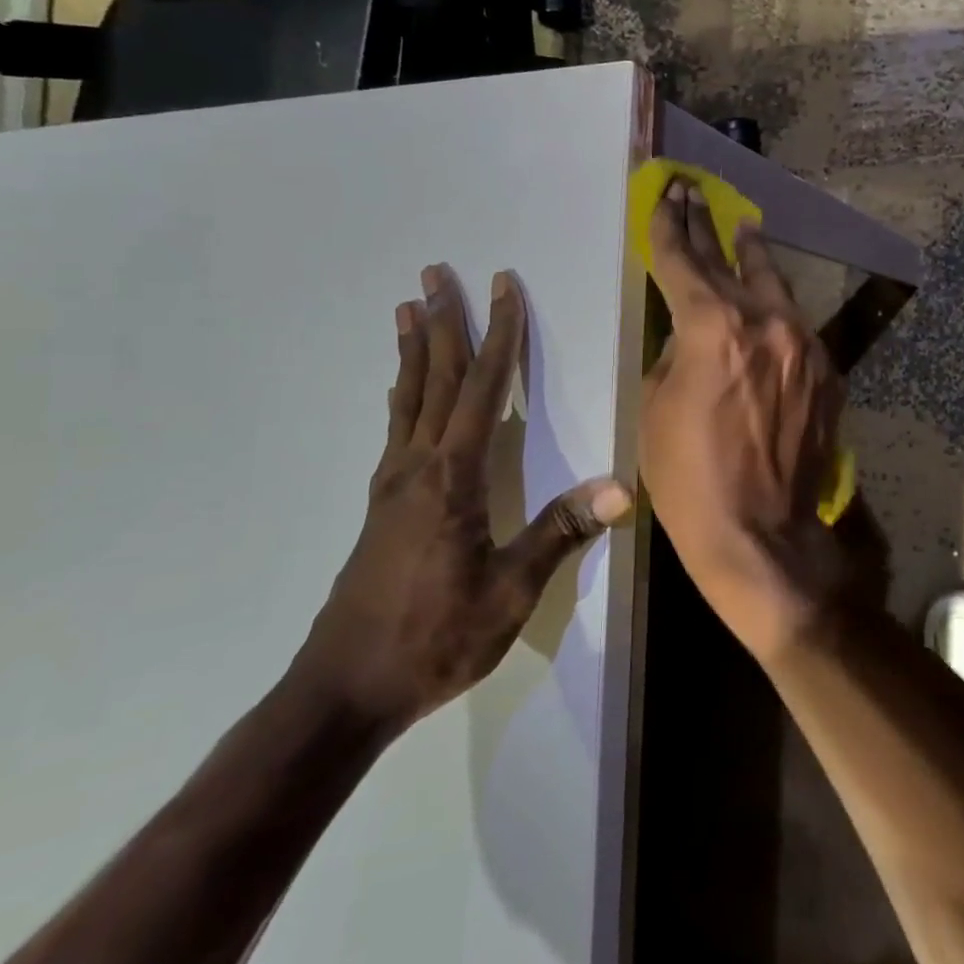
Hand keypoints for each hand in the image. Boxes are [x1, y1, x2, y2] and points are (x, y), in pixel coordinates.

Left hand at [296, 265, 631, 733]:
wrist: (344, 690)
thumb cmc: (435, 638)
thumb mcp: (510, 593)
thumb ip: (561, 532)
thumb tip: (620, 487)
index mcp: (453, 477)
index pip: (482, 388)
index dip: (498, 334)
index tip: (501, 287)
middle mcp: (417, 466)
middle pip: (435, 378)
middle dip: (441, 322)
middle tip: (434, 273)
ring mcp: (392, 484)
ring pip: (407, 398)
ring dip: (413, 350)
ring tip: (407, 308)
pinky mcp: (381, 505)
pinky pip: (396, 428)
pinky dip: (402, 393)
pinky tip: (399, 391)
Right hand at [640, 183, 847, 659]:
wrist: (762, 534)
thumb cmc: (690, 477)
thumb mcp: (656, 407)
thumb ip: (676, 352)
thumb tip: (692, 332)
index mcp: (713, 327)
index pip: (682, 261)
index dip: (668, 226)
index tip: (665, 195)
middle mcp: (766, 322)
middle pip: (730, 261)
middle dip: (707, 226)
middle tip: (694, 194)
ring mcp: (805, 345)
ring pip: (775, 286)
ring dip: (753, 257)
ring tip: (743, 229)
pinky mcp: (828, 372)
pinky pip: (797, 328)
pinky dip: (777, 312)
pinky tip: (769, 306)